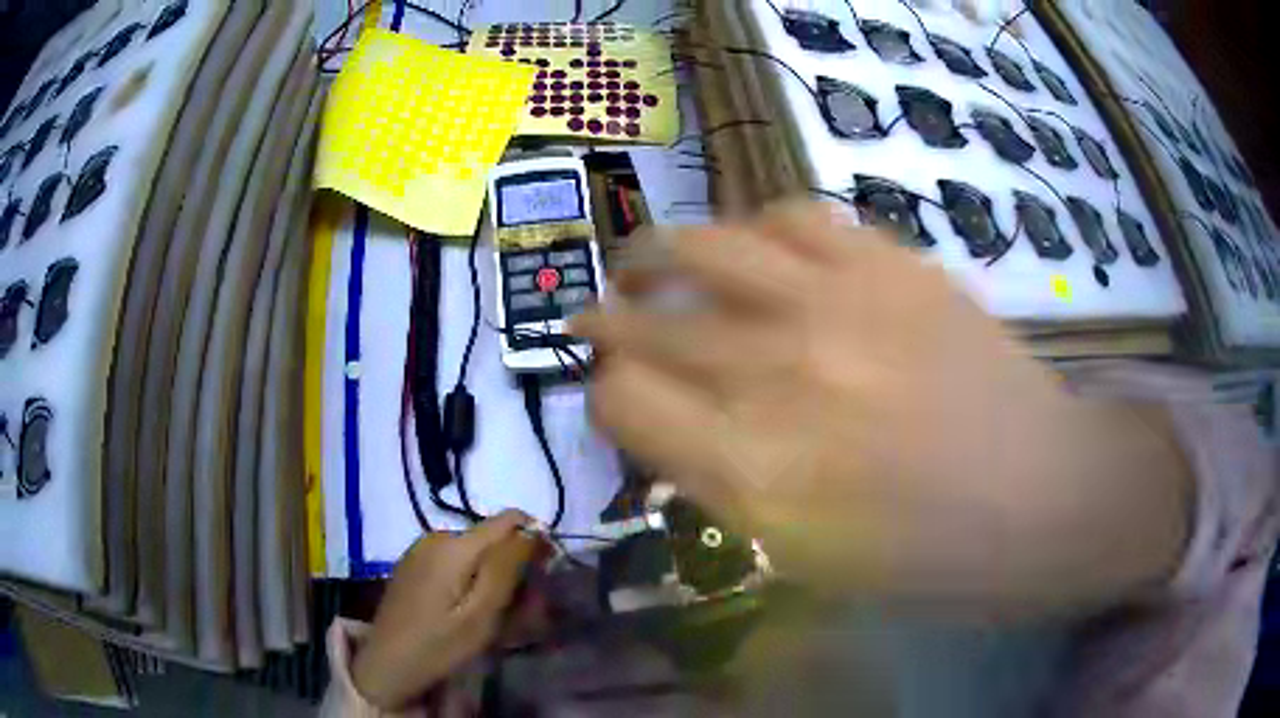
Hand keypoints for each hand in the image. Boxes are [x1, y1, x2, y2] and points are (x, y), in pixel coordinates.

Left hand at [352, 511, 539, 709]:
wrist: (387, 663)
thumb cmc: (439, 643)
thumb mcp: (482, 613)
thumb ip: (507, 568)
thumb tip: (533, 529)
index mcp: (455, 545)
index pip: (509, 520)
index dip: (534, 541)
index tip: (545, 576)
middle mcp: (437, 536)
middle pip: (492, 539)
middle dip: (514, 569)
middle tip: (523, 612)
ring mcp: (421, 550)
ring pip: (474, 554)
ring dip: (494, 579)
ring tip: (499, 619)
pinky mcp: (413, 565)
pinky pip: (454, 563)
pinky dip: (471, 582)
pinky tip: (470, 612)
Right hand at [573, 201, 1189, 610]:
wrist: (1041, 496)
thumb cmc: (925, 556)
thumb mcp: (801, 557)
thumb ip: (720, 484)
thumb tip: (669, 422)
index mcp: (750, 470)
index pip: (620, 399)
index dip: (605, 394)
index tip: (616, 395)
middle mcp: (776, 373)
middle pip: (646, 322)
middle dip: (606, 320)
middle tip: (599, 316)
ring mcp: (837, 302)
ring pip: (701, 244)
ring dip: (659, 255)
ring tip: (652, 262)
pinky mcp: (889, 262)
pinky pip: (792, 215)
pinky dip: (757, 228)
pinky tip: (758, 248)